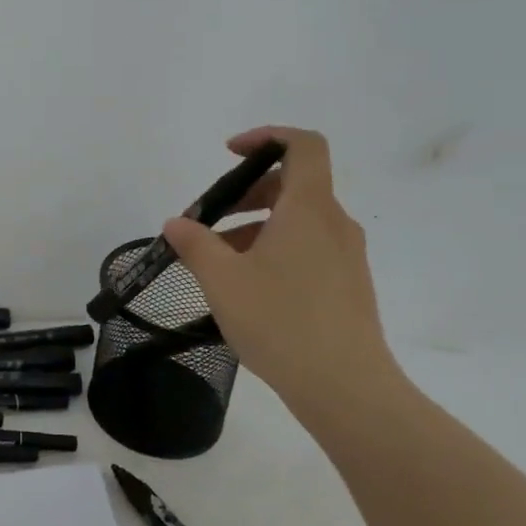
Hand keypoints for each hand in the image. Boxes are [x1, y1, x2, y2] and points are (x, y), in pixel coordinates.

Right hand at [163, 127, 400, 410]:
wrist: (346, 388)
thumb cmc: (280, 321)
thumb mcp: (222, 280)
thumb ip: (195, 244)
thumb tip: (177, 223)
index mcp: (308, 209)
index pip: (304, 146)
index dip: (267, 137)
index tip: (229, 154)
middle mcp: (334, 224)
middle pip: (294, 185)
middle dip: (247, 193)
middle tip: (209, 222)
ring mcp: (346, 257)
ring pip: (298, 221)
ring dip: (256, 227)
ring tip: (218, 264)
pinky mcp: (348, 286)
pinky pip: (308, 249)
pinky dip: (275, 251)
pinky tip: (248, 289)